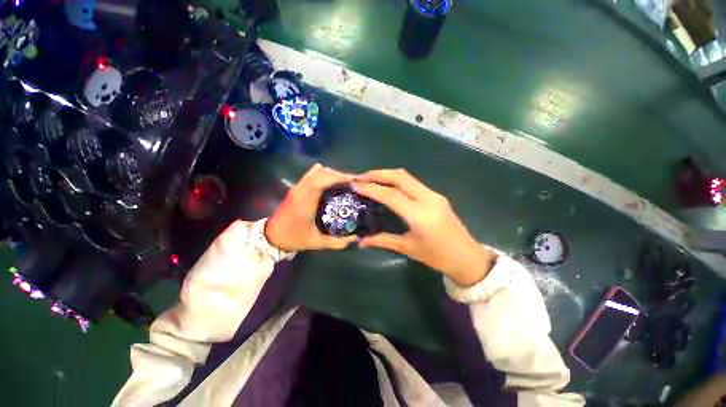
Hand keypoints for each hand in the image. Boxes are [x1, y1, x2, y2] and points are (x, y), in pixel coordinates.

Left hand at [265, 164, 357, 251]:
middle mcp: (301, 190)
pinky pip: (312, 174)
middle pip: (321, 172)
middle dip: (338, 175)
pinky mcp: (296, 188)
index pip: (322, 180)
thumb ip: (336, 242)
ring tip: (343, 183)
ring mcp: (297, 187)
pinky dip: (323, 175)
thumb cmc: (293, 238)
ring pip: (316, 171)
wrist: (271, 236)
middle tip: (351, 184)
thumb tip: (354, 240)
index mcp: (305, 201)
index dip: (339, 178)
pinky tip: (330, 185)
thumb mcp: (316, 243)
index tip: (353, 181)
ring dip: (331, 174)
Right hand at [353, 169, 495, 285]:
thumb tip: (360, 241)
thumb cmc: (436, 257)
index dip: (371, 188)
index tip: (356, 185)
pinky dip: (397, 180)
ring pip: (407, 176)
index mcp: (419, 215)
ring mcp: (434, 195)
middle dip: (378, 174)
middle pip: (400, 177)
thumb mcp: (407, 248)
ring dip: (387, 175)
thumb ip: (382, 241)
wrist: (467, 257)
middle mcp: (427, 199)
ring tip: (371, 179)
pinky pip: (413, 183)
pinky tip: (388, 186)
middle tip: (361, 177)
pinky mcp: (436, 196)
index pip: (391, 195)